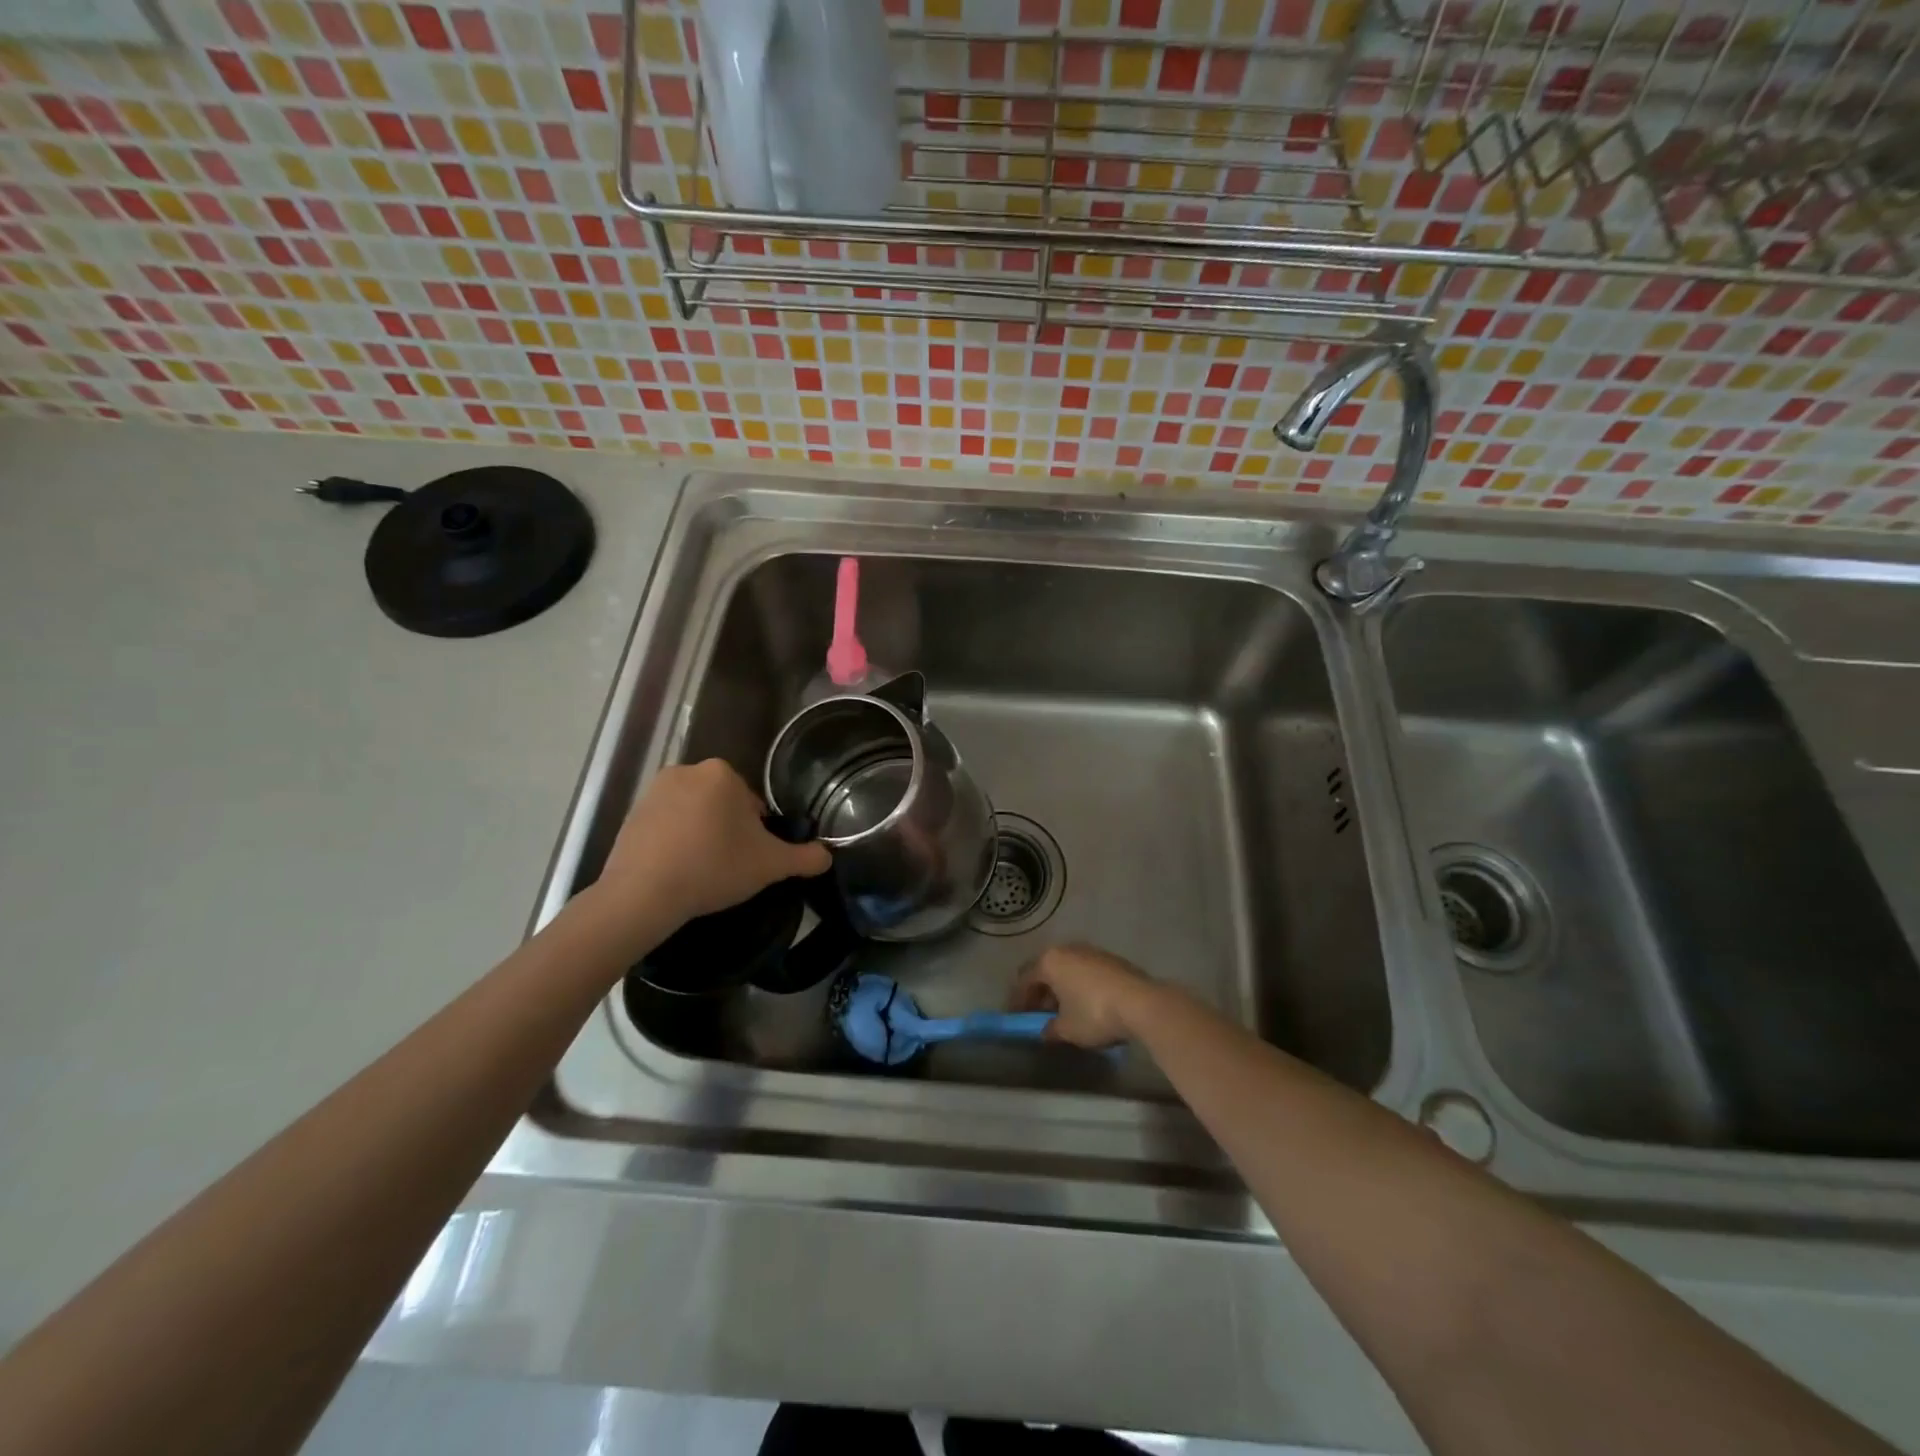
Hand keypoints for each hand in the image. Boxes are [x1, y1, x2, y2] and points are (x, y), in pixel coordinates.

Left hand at [594, 759, 831, 937]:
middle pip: (722, 805)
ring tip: (702, 872)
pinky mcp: (630, 814)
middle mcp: (687, 770)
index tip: (751, 859)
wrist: (644, 893)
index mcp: (723, 773)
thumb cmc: (714, 867)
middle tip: (729, 867)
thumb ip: (805, 858)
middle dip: (728, 831)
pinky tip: (676, 872)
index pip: (753, 803)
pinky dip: (674, 843)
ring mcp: (654, 791)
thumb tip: (827, 856)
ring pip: (694, 814)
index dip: (757, 833)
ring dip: (702, 836)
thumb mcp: (771, 865)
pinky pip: (666, 826)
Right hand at [1011, 944, 1158, 1048]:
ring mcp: (1092, 951)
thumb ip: (1051, 1029)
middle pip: (1046, 971)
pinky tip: (1086, 1006)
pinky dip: (1079, 987)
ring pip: (1067, 970)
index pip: (1025, 979)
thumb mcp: (1067, 1029)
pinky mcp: (1111, 960)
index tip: (1017, 1018)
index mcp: (1050, 961)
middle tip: (1038, 1015)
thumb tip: (1045, 1031)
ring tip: (1063, 1012)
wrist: (1141, 1003)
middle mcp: (1068, 949)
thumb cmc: (1094, 1013)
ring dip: (1061, 990)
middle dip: (1040, 993)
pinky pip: (1085, 972)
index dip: (1018, 1000)